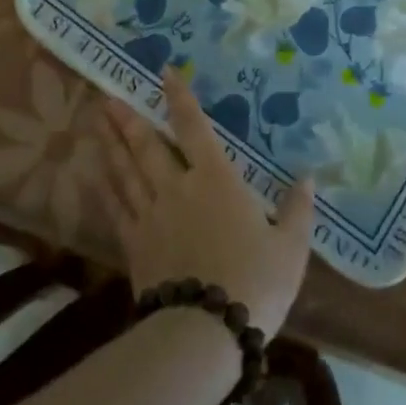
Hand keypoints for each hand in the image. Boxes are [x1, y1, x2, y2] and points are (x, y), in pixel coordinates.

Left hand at [96, 70, 314, 337]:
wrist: (205, 332)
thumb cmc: (255, 282)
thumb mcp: (291, 247)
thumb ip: (298, 209)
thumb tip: (308, 177)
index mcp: (215, 179)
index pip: (193, 126)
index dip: (179, 97)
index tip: (165, 72)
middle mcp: (177, 187)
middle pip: (147, 144)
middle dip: (128, 118)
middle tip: (107, 95)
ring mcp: (151, 215)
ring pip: (125, 170)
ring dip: (111, 144)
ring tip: (97, 121)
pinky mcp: (135, 245)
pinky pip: (116, 207)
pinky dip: (106, 186)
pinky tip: (97, 174)